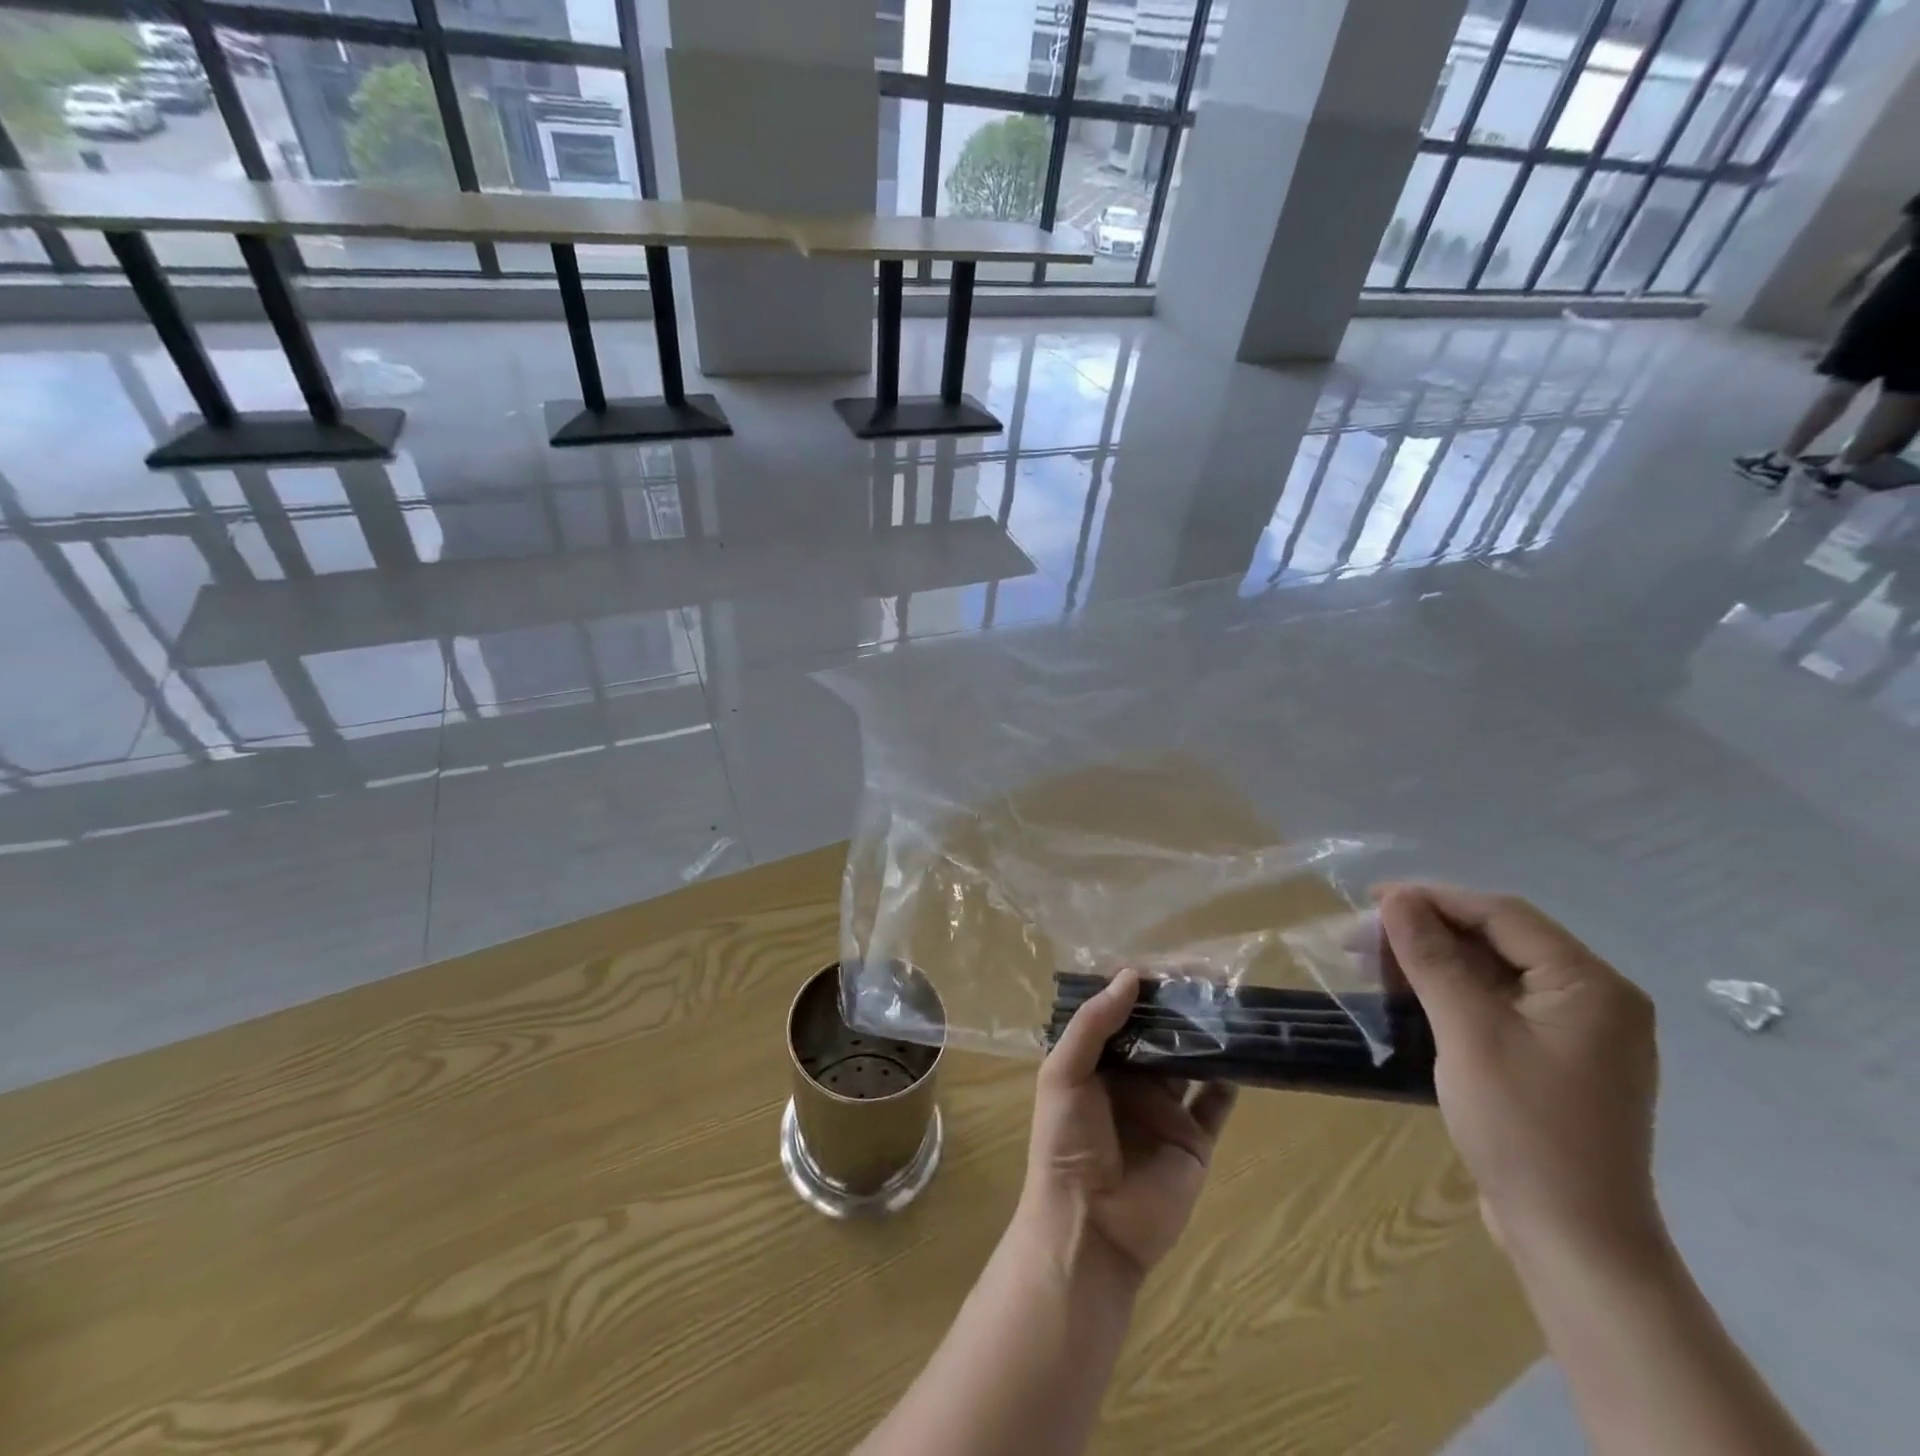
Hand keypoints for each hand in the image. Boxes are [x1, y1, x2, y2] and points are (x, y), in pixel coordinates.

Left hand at [1022, 968, 1236, 1279]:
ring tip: (1230, 1004)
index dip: (1141, 988)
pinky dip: (1231, 1079)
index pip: (1121, 1013)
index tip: (1168, 964)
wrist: (1091, 1228)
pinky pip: (1217, 1103)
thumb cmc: (1066, 1142)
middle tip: (1209, 977)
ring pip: (1191, 1061)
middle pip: (1159, 1033)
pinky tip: (1244, 1052)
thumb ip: (1094, 1024)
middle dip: (1180, 1006)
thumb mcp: (1064, 1073)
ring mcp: (1165, 1109)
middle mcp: (1131, 1080)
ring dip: (1207, 1035)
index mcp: (1096, 1062)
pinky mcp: (1194, 1140)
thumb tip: (1131, 975)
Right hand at [1375, 883, 1662, 1267]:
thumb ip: (1432, 958)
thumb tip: (1396, 898)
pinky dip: (1453, 992)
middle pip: (1500, 938)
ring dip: (1434, 960)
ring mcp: (1579, 1032)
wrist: (1572, 1239)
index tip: (1371, 900)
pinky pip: (1500, 1003)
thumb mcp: (1468, 1032)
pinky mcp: (1558, 1058)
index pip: (1502, 914)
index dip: (1432, 899)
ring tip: (1375, 964)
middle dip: (1428, 930)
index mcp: (1590, 984)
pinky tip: (1410, 997)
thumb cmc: (1522, 1127)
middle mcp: (1595, 998)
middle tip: (1364, 937)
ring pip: (1495, 970)